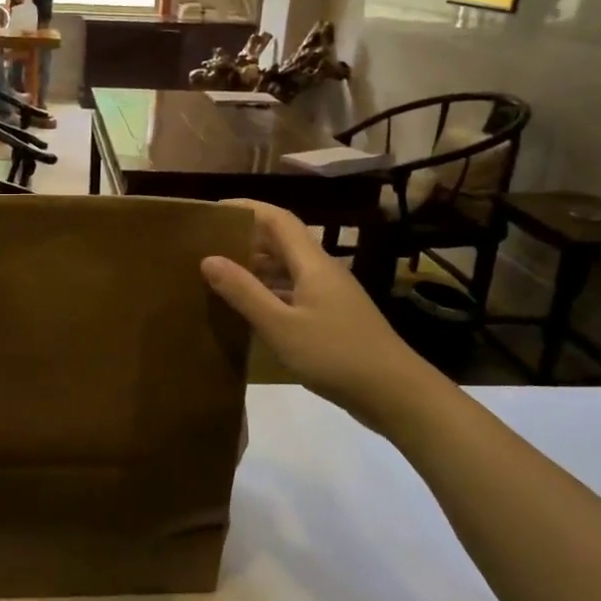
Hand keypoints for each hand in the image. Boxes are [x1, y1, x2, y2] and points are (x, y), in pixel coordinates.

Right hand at [200, 200, 427, 425]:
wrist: (395, 392)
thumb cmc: (335, 355)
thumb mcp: (281, 327)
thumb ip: (244, 292)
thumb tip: (208, 259)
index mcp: (312, 263)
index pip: (277, 219)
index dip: (246, 209)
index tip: (212, 212)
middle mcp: (322, 271)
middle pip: (281, 242)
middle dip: (245, 239)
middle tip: (206, 247)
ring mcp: (330, 295)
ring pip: (287, 269)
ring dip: (255, 268)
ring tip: (218, 277)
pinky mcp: (332, 318)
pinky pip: (293, 293)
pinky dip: (268, 293)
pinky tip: (248, 310)